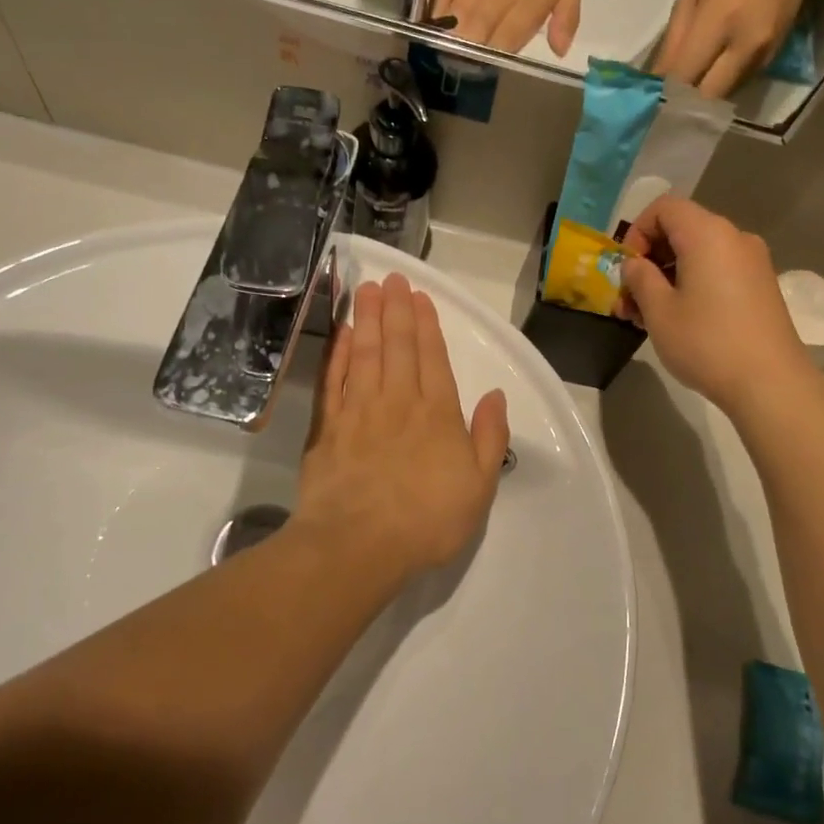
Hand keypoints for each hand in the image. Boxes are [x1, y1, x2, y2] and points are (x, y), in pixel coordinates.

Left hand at [297, 275, 510, 582]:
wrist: (359, 546)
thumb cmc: (428, 520)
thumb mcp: (480, 486)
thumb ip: (489, 437)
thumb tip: (496, 395)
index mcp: (438, 414)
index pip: (433, 358)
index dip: (427, 325)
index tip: (420, 297)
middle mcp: (399, 402)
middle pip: (398, 347)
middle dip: (396, 310)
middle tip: (391, 278)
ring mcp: (360, 412)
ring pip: (366, 354)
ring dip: (369, 319)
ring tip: (368, 290)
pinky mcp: (328, 428)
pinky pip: (334, 379)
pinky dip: (339, 353)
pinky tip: (343, 333)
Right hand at [431, 0, 581, 57]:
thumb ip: (567, 17)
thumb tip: (559, 51)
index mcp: (523, 9)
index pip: (504, 49)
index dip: (497, 63)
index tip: (494, 68)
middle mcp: (493, 5)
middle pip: (474, 44)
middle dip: (469, 61)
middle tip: (468, 68)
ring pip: (453, 29)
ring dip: (450, 46)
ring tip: (449, 56)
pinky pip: (438, 5)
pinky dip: (435, 21)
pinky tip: (435, 31)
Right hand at [618, 198, 817, 417]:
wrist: (770, 382)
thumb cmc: (707, 342)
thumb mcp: (659, 311)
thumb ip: (640, 278)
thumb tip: (636, 265)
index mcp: (708, 233)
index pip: (664, 207)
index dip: (637, 232)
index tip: (628, 270)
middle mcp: (734, 238)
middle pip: (682, 230)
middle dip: (649, 261)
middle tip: (629, 300)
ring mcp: (753, 262)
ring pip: (699, 255)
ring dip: (668, 278)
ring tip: (646, 317)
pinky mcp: (761, 286)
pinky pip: (718, 271)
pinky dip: (693, 285)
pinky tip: (679, 321)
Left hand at [652, 0, 823, 97]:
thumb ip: (675, 38)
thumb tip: (657, 78)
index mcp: (720, 21)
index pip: (685, 75)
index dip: (664, 93)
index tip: (647, 100)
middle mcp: (745, 45)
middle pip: (707, 97)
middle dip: (684, 103)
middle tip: (666, 101)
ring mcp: (763, 55)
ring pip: (723, 95)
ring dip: (703, 97)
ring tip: (685, 89)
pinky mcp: (773, 59)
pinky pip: (739, 83)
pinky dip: (720, 84)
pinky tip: (709, 74)